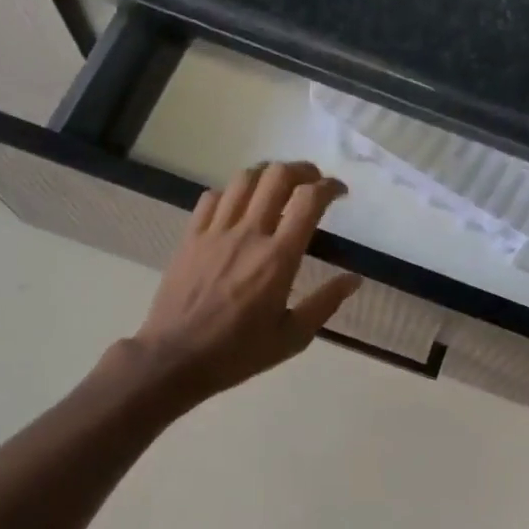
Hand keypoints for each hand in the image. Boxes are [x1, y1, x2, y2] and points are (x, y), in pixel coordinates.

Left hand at [117, 161, 360, 414]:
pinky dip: (233, 192)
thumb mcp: (293, 337)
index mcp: (279, 258)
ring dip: (268, 174)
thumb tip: (354, 278)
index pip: (309, 201)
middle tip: (314, 183)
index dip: (329, 187)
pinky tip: (240, 207)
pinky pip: (212, 197)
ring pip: (244, 179)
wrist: (175, 358)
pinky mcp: (191, 237)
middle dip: (302, 170)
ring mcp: (215, 232)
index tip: (340, 193)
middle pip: (277, 176)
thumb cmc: (239, 352)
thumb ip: (326, 303)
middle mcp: (249, 234)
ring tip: (280, 186)